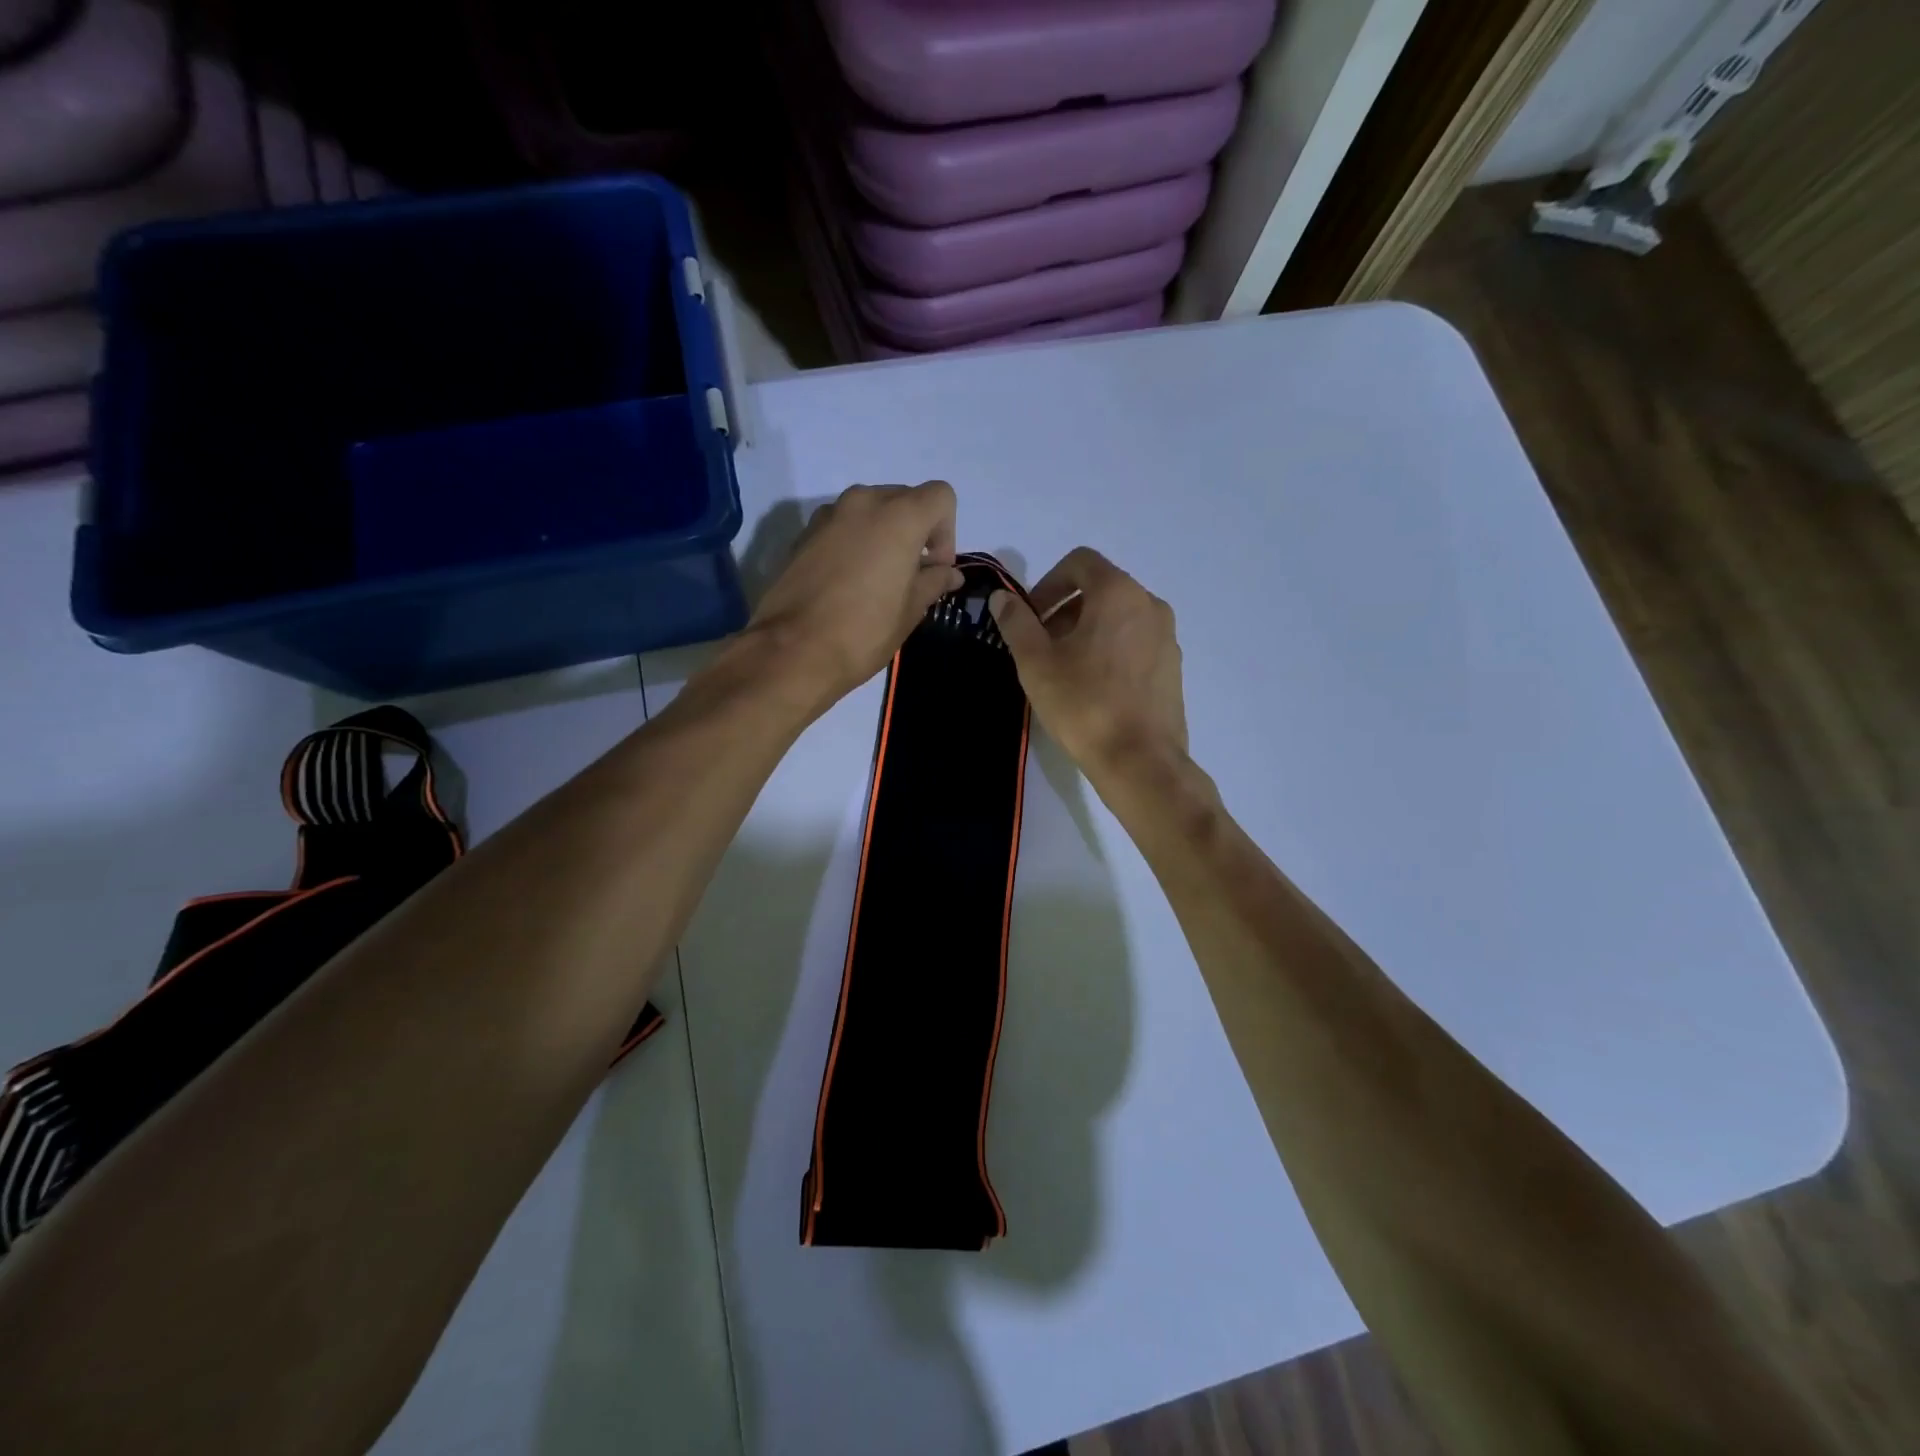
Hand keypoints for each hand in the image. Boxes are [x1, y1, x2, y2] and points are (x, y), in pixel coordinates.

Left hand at [748, 482, 964, 712]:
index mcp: (898, 516)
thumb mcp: (910, 610)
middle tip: (911, 575)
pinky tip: (848, 582)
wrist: (792, 650)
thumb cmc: (864, 631)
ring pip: (871, 510)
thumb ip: (933, 582)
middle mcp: (863, 502)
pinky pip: (843, 526)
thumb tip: (949, 574)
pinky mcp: (804, 534)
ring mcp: (829, 515)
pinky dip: (855, 542)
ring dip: (884, 535)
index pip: (940, 496)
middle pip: (905, 498)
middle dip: (916, 531)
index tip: (934, 569)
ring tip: (878, 579)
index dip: (946, 532)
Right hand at [989, 548, 1188, 783]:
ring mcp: (1167, 637)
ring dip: (1087, 631)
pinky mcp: (1173, 668)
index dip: (1048, 583)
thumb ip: (1017, 623)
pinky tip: (1093, 688)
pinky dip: (1110, 650)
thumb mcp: (1036, 663)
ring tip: (1064, 669)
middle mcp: (1150, 605)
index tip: (1030, 618)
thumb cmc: (1084, 705)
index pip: (1080, 562)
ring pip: (1119, 617)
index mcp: (1119, 593)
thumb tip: (1003, 598)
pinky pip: (1135, 643)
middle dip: (1065, 609)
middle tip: (1041, 646)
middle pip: (1101, 589)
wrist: (1140, 761)